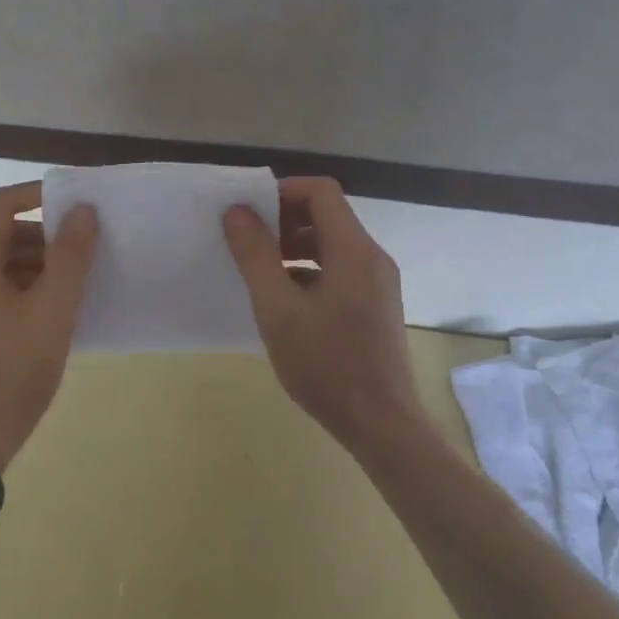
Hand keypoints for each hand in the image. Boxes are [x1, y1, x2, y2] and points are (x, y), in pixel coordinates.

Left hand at [0, 182, 98, 471]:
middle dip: (42, 238)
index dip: (35, 194)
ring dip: (35, 265)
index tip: (71, 204)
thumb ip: (70, 256)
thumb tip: (82, 211)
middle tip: (80, 255)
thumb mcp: (54, 309)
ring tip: (72, 288)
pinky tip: (51, 315)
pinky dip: (23, 289)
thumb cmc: (15, 368)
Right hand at [222, 177, 423, 458]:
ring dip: (293, 247)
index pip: (321, 192)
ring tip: (259, 272)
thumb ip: (255, 255)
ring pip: (331, 244)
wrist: (382, 426)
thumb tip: (237, 212)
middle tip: (247, 242)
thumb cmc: (326, 364)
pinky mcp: (375, 306)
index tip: (250, 213)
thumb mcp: (278, 308)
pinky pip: (339, 270)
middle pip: (326, 216)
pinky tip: (283, 301)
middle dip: (283, 220)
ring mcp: (377, 283)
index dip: (283, 192)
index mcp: (353, 250)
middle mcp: (371, 258)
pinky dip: (308, 270)